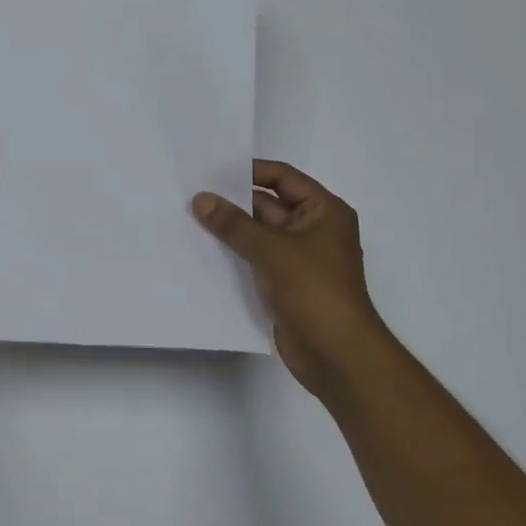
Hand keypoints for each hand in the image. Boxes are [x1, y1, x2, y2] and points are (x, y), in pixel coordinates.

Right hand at [194, 161, 390, 397]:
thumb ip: (234, 223)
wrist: (337, 354)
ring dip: (230, 229)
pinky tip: (202, 250)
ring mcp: (299, 259)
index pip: (283, 178)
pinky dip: (234, 254)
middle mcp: (314, 229)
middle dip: (234, 201)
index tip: (213, 170)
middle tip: (192, 195)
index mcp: (324, 211)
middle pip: (269, 205)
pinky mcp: (285, 284)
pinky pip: (256, 259)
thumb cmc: (314, 291)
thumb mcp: (271, 250)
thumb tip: (201, 198)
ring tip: (189, 218)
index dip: (250, 171)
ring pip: (259, 234)